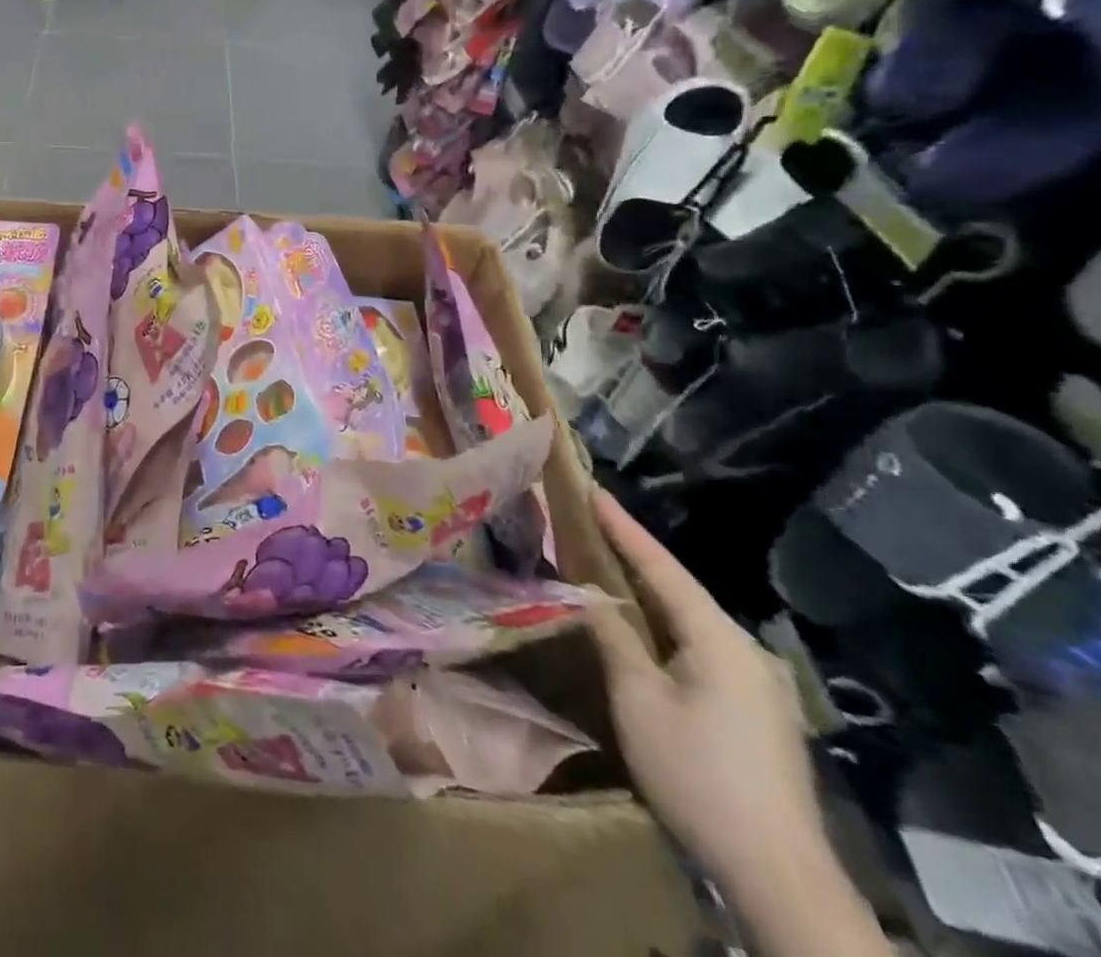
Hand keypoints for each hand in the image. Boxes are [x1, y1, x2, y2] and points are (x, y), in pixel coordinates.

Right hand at [585, 490, 819, 891]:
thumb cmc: (697, 773)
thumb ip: (612, 636)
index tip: (593, 490)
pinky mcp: (757, 710)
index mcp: (720, 639)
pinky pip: (702, 648)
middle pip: (680, 591)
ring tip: (605, 569)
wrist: (777, 872)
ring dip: (647, 595)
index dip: (623, 528)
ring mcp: (758, 682)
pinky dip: (665, 628)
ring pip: (691, 621)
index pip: (662, 568)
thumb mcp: (639, 700)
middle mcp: (746, 650)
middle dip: (633, 558)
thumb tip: (586, 591)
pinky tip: (643, 631)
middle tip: (589, 526)